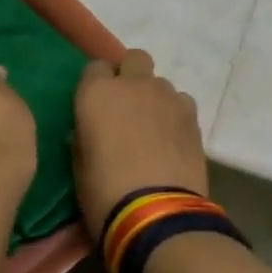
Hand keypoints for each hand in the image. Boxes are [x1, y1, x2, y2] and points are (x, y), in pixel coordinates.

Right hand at [71, 51, 207, 238]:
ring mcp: (167, 96)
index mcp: (97, 94)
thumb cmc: (105, 194)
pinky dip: (175, 113)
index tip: (96, 105)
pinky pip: (181, 101)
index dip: (96, 84)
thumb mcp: (79, 169)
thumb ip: (83, 139)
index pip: (94, 67)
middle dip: (130, 75)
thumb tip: (87, 131)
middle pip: (134, 59)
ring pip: (160, 82)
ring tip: (153, 128)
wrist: (158, 214)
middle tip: (127, 106)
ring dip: (154, 97)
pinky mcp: (192, 115)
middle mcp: (133, 85)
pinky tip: (172, 137)